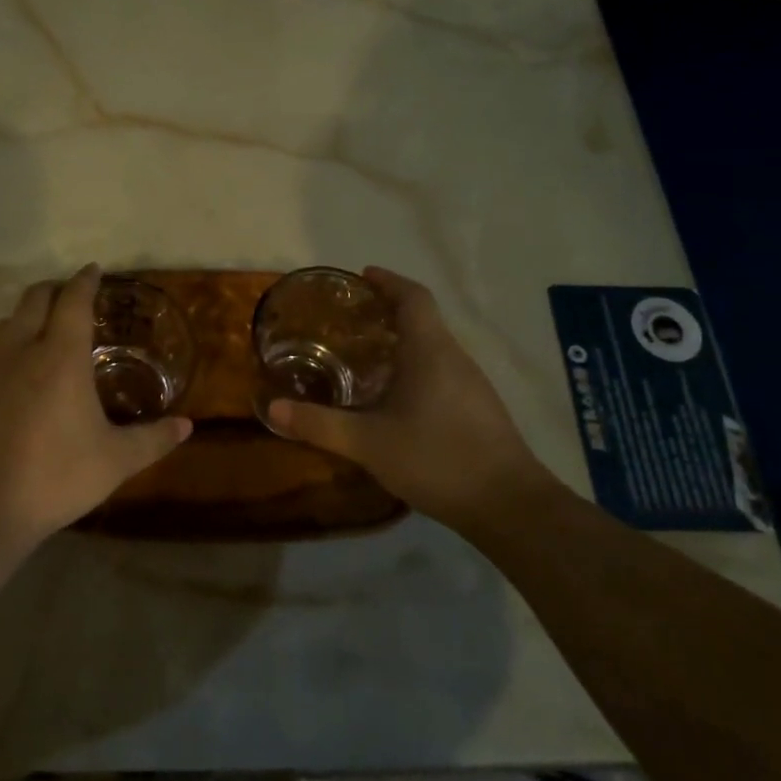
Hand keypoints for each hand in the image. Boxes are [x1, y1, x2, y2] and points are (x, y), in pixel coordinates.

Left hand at [0, 264, 191, 540]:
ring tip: (45, 331)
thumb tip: (187, 426)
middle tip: (72, 296)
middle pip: (33, 300)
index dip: (84, 281)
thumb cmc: (57, 476)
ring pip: (6, 324)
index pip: (72, 301)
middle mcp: (21, 353)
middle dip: (54, 290)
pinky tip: (21, 380)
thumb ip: (153, 439)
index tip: (93, 270)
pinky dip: (10, 350)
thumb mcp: (116, 460)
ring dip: (27, 316)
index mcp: (60, 357)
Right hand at [265, 267, 560, 527]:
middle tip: (350, 320)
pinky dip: (415, 368)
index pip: (413, 297)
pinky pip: (441, 372)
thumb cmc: (437, 458)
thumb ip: (320, 424)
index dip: (388, 281)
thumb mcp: (368, 443)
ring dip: (402, 342)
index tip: (362, 275)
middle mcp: (455, 358)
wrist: (509, 505)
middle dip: (388, 311)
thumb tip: (271, 408)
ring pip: (433, 348)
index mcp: (430, 351)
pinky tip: (395, 398)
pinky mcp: (478, 409)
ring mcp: (472, 384)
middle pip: (423, 319)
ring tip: (365, 356)